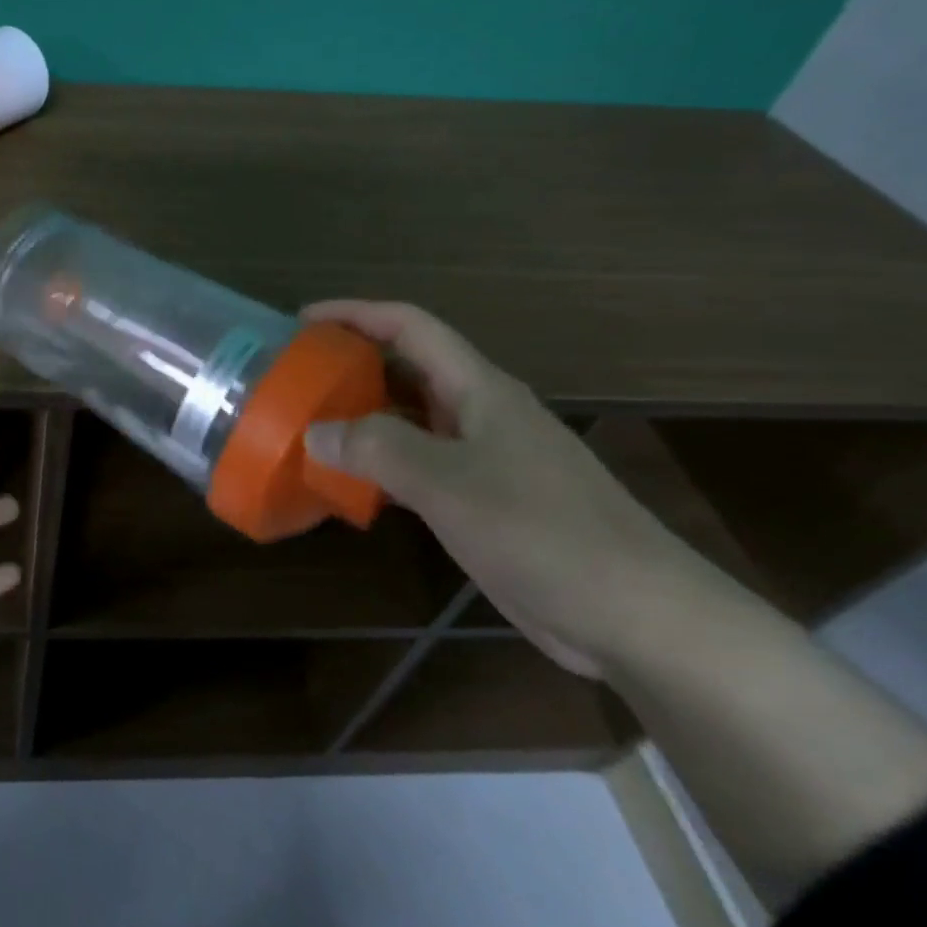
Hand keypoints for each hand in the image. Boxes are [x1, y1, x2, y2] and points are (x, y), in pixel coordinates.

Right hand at [301, 301, 720, 675]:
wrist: (633, 613)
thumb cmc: (543, 532)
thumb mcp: (448, 482)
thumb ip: (376, 449)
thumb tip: (314, 432)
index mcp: (479, 389)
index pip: (409, 327)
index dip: (355, 313)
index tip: (301, 320)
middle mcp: (480, 413)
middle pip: (407, 369)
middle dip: (351, 364)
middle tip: (293, 377)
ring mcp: (483, 458)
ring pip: (410, 420)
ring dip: (361, 418)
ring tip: (306, 425)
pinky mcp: (482, 500)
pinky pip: (417, 465)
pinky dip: (378, 465)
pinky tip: (347, 482)